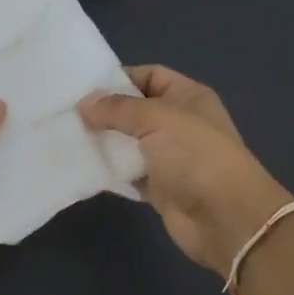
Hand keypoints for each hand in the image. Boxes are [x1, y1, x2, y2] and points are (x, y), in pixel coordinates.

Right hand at [80, 65, 293, 274]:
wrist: (225, 218)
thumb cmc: (194, 155)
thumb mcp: (155, 118)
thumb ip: (117, 108)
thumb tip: (84, 104)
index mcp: (188, 97)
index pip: (150, 75)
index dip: (120, 77)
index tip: (84, 87)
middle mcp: (179, 122)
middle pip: (136, 109)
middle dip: (106, 111)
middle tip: (68, 112)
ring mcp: (170, 156)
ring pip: (129, 142)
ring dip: (104, 141)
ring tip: (68, 136)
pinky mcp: (160, 187)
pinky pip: (129, 172)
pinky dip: (110, 170)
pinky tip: (83, 165)